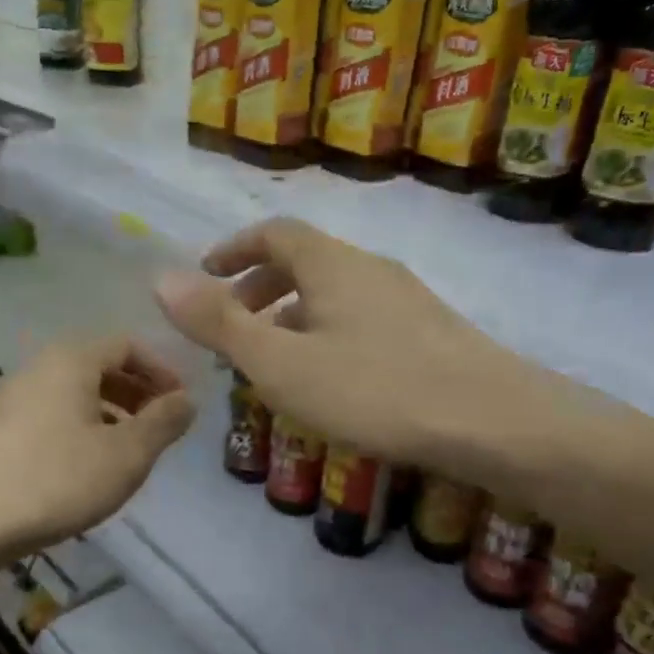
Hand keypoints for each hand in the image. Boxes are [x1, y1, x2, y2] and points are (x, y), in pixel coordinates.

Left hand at [0, 336, 194, 564]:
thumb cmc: (54, 481)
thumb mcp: (125, 455)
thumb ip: (163, 422)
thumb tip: (187, 399)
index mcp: (71, 360)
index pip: (128, 344)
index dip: (162, 371)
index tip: (181, 405)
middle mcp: (38, 367)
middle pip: (99, 366)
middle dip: (137, 393)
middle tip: (159, 428)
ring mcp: (10, 397)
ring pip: (73, 393)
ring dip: (109, 413)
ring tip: (127, 452)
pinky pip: (50, 414)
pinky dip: (79, 428)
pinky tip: (84, 468)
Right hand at [155, 218, 532, 479]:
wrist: (493, 421)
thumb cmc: (375, 389)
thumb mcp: (281, 362)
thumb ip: (220, 323)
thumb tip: (160, 280)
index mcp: (331, 264)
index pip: (273, 232)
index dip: (233, 248)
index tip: (205, 276)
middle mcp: (370, 269)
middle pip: (304, 262)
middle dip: (259, 288)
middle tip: (233, 328)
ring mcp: (407, 299)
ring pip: (334, 294)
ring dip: (293, 316)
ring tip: (274, 362)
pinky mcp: (431, 333)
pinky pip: (361, 319)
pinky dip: (327, 335)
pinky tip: (330, 381)